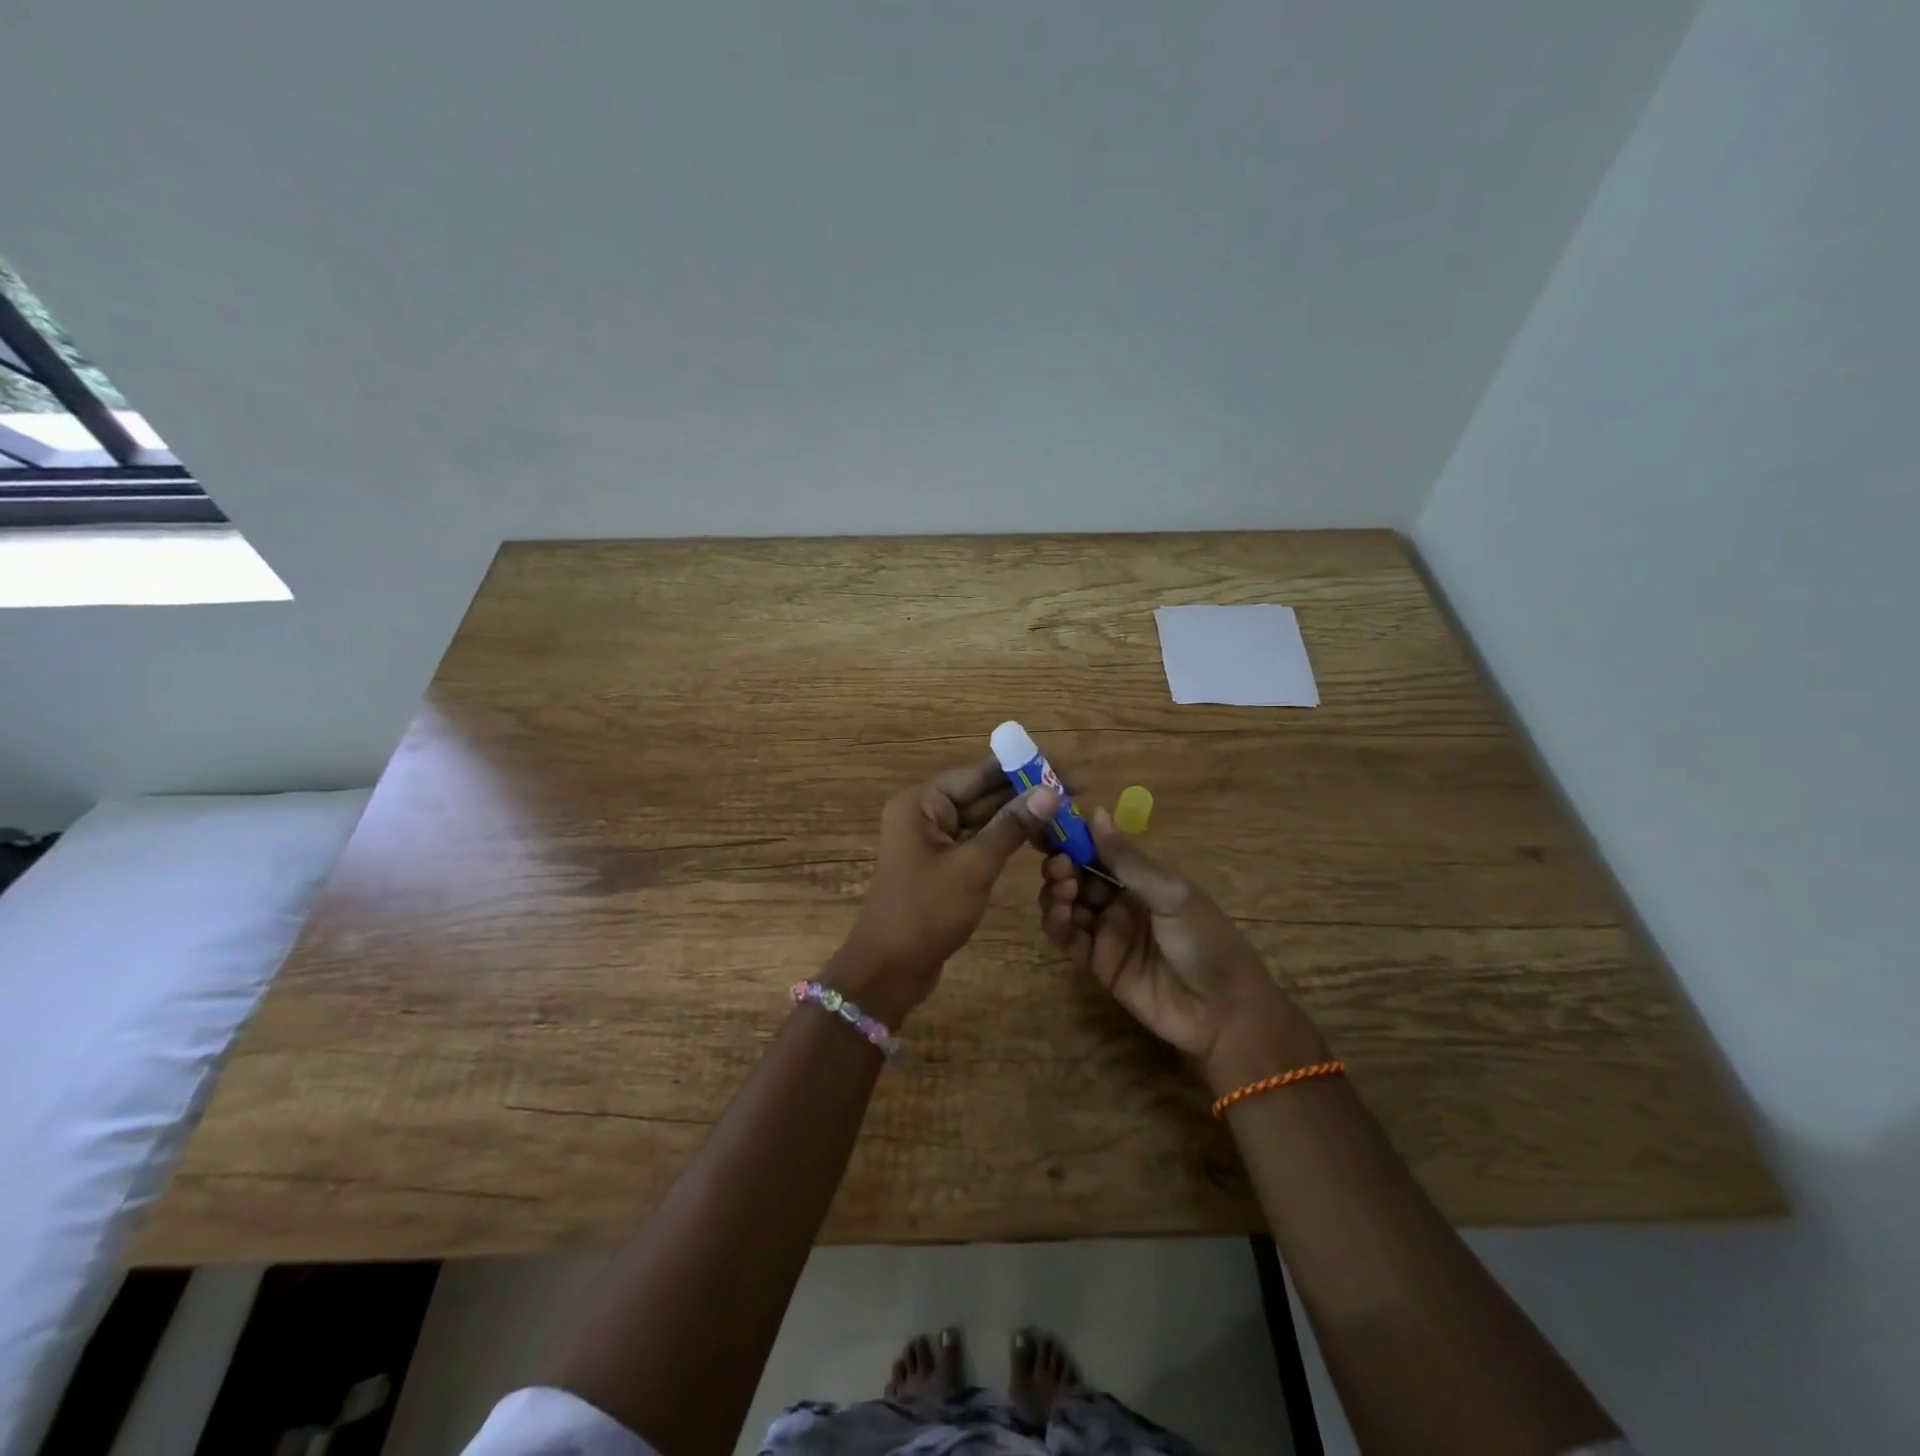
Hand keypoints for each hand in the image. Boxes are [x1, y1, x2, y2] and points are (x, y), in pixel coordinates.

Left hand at [832, 760, 1057, 1022]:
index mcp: (922, 803)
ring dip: (1021, 815)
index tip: (1064, 767)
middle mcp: (925, 812)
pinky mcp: (944, 863)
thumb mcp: (974, 866)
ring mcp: (934, 839)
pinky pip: (979, 840)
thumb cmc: (926, 912)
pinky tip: (1040, 836)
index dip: (1023, 768)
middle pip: (982, 793)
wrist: (891, 969)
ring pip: (984, 817)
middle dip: (1026, 792)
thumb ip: (1012, 826)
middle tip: (1076, 790)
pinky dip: (1007, 838)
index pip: (978, 773)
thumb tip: (1050, 791)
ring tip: (1067, 811)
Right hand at [1038, 809, 1323, 1088]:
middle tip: (1059, 866)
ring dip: (1056, 893)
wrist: (1224, 1012)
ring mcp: (1108, 933)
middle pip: (1077, 877)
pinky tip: (1060, 915)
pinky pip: (1069, 939)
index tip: (1050, 826)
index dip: (1074, 839)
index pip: (1099, 851)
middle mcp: (1120, 901)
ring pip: (1067, 905)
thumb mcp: (1171, 894)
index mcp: (1142, 878)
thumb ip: (1128, 859)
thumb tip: (1095, 811)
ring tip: (1063, 892)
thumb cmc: (1206, 941)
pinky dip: (1057, 924)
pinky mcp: (1098, 965)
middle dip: (1062, 866)